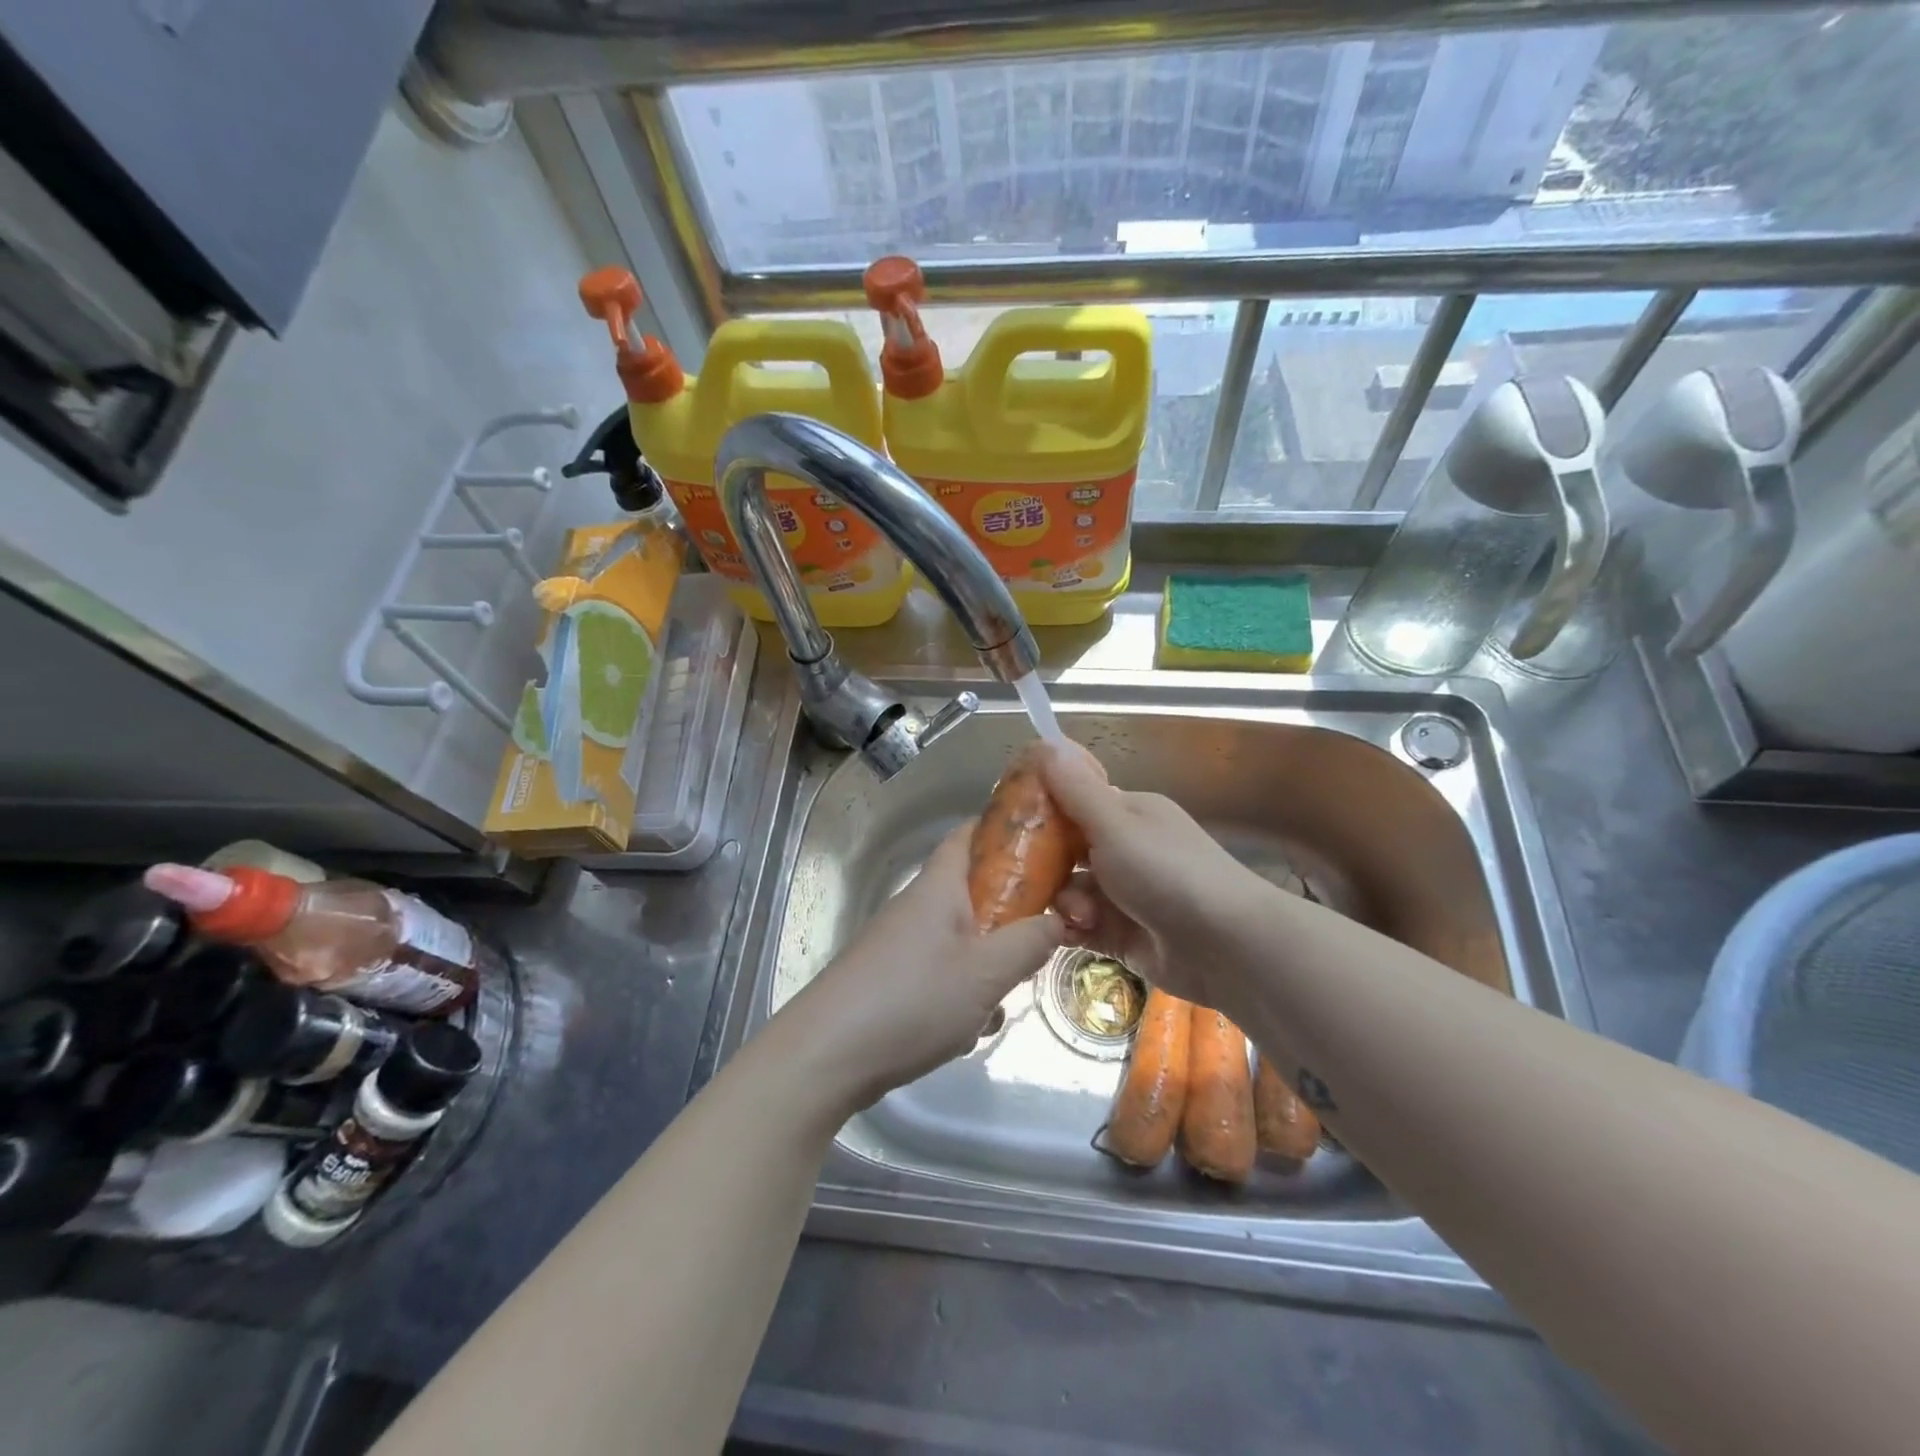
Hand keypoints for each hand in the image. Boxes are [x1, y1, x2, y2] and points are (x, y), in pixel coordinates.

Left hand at [774, 822, 1066, 1117]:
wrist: (826, 1056)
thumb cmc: (912, 1000)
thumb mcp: (986, 973)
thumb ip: (1029, 942)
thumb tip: (1059, 919)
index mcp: (937, 887)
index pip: (969, 834)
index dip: (1004, 830)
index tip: (1047, 842)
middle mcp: (917, 907)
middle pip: (973, 892)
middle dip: (1010, 916)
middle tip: (1041, 941)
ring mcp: (901, 945)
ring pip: (962, 940)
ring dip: (988, 966)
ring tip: (998, 1003)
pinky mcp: (891, 980)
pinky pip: (942, 973)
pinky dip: (962, 994)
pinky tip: (966, 1031)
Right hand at [1037, 740, 1271, 1018]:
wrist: (1228, 947)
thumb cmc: (1169, 873)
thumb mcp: (1116, 825)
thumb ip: (1076, 790)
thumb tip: (1045, 741)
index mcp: (1129, 814)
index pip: (1075, 803)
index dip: (1042, 811)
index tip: (1007, 824)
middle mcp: (1127, 850)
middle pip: (1068, 851)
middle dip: (1045, 865)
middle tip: (1021, 877)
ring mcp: (1126, 895)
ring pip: (1072, 891)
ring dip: (1065, 902)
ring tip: (1076, 916)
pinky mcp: (1125, 935)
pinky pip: (1083, 926)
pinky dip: (1073, 929)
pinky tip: (1070, 934)